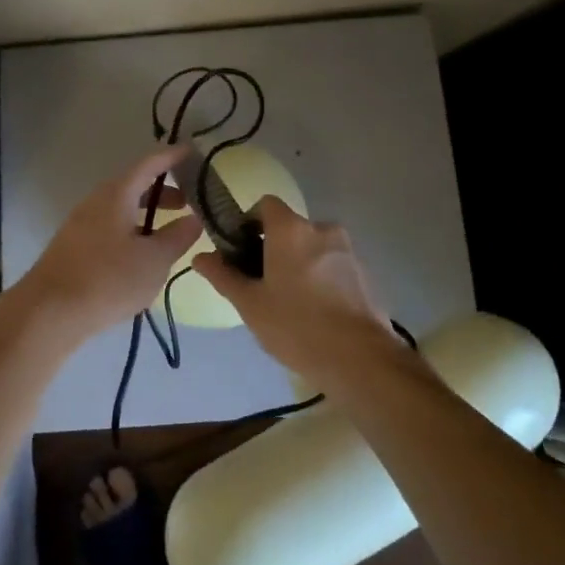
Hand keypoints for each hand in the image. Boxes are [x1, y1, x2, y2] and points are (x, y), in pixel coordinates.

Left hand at [11, 145, 202, 347]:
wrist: (48, 313)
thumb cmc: (107, 280)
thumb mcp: (154, 260)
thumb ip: (177, 237)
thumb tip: (194, 219)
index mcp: (117, 194)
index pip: (149, 164)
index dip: (171, 156)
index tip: (192, 152)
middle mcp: (96, 201)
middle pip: (133, 185)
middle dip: (162, 190)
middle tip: (188, 202)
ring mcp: (81, 223)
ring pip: (121, 208)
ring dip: (147, 213)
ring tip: (169, 232)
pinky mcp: (74, 246)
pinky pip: (110, 226)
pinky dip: (131, 229)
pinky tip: (141, 255)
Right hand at [192, 196, 409, 390]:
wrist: (360, 359)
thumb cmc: (296, 326)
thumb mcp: (250, 304)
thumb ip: (223, 275)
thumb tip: (200, 257)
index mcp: (291, 229)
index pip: (265, 204)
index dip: (249, 222)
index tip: (240, 251)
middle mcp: (322, 229)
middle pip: (289, 228)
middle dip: (273, 248)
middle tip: (261, 284)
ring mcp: (348, 250)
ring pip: (312, 248)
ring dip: (298, 264)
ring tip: (289, 303)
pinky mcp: (364, 273)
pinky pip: (333, 265)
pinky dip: (320, 278)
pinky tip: (315, 312)